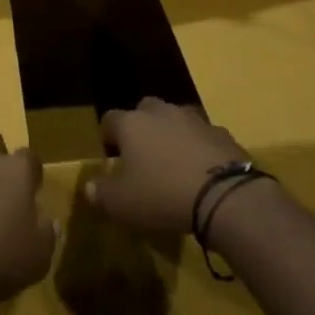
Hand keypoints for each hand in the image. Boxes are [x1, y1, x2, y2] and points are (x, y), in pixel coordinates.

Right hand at [89, 98, 251, 236]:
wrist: (225, 197)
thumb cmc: (162, 196)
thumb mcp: (121, 204)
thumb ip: (101, 194)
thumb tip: (90, 187)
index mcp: (132, 124)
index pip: (109, 119)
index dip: (107, 137)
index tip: (110, 158)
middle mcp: (162, 113)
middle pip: (145, 110)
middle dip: (141, 127)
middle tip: (142, 155)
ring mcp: (195, 120)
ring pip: (177, 119)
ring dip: (172, 134)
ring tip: (174, 162)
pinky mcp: (223, 134)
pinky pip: (204, 136)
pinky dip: (200, 148)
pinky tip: (202, 171)